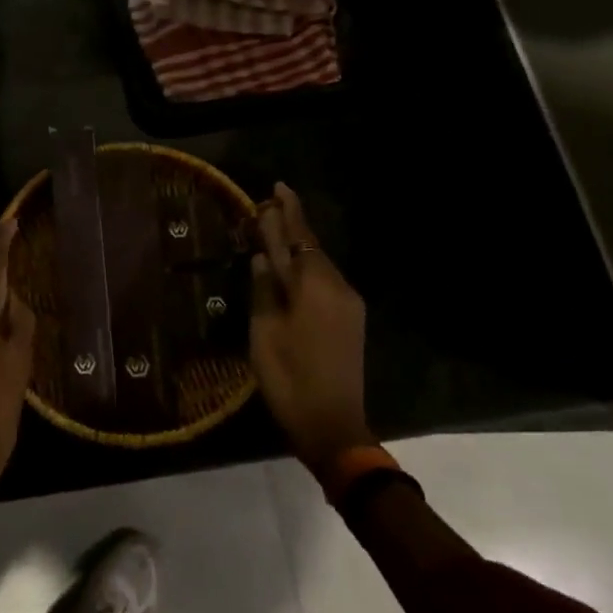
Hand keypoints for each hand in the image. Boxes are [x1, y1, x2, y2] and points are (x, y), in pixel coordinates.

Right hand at [250, 183, 373, 473]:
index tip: (277, 187)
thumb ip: (264, 289)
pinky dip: (307, 268)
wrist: (333, 425)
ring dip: (299, 247)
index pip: (297, 238)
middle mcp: (337, 287)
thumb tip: (262, 258)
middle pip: (311, 247)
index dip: (286, 212)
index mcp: (314, 286)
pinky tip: (291, 268)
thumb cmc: (289, 378)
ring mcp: (348, 304)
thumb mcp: (264, 332)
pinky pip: (326, 281)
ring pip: (320, 264)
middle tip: (270, 204)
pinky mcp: (351, 319)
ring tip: (275, 232)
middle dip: (292, 225)